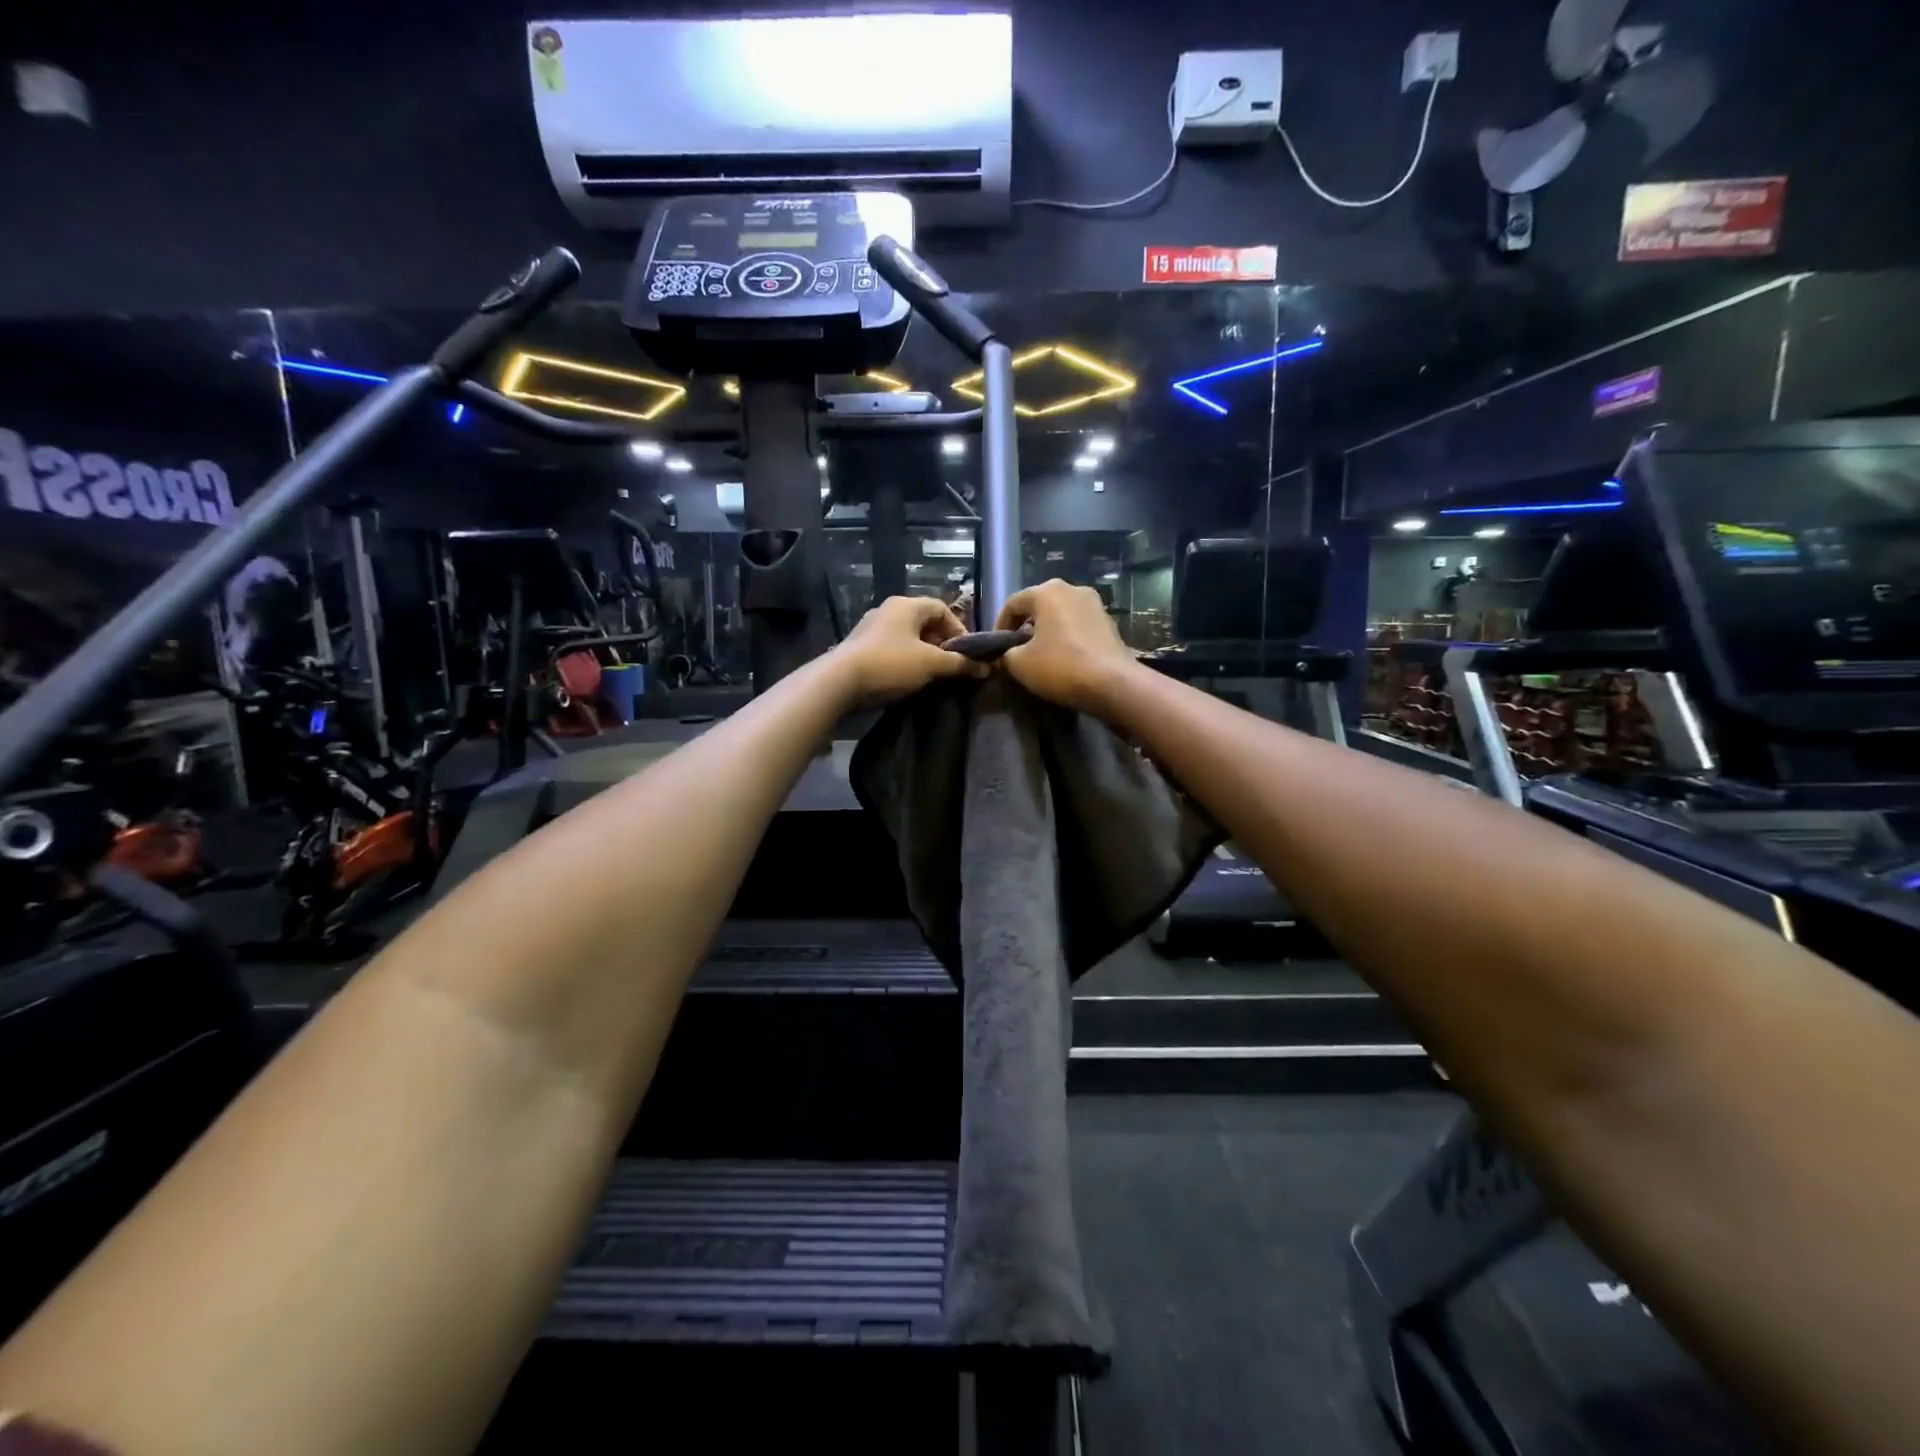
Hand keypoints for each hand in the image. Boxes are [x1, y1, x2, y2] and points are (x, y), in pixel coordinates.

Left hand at [835, 595, 985, 704]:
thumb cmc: (891, 664)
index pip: (941, 608)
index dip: (959, 629)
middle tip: (951, 666)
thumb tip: (986, 667)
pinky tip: (907, 679)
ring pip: (907, 637)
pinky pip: (891, 649)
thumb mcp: (931, 664)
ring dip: (923, 653)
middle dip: (941, 643)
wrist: (839, 682)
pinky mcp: (860, 647)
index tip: (966, 654)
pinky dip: (904, 660)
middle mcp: (888, 610)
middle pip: (924, 622)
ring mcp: (871, 628)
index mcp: (906, 605)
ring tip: (931, 675)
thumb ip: (960, 664)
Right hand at [996, 579, 1136, 714]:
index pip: (1013, 603)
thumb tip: (1005, 655)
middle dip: (1024, 626)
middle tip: (1016, 650)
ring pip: (1060, 614)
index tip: (995, 648)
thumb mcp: (1020, 664)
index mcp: (1047, 591)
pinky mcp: (1109, 622)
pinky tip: (1064, 658)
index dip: (999, 625)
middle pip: (1038, 605)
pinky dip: (1066, 637)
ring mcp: (1095, 604)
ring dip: (1047, 631)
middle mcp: (1072, 589)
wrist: (1114, 684)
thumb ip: (1005, 654)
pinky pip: (1078, 625)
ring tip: (1039, 655)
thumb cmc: (1061, 667)